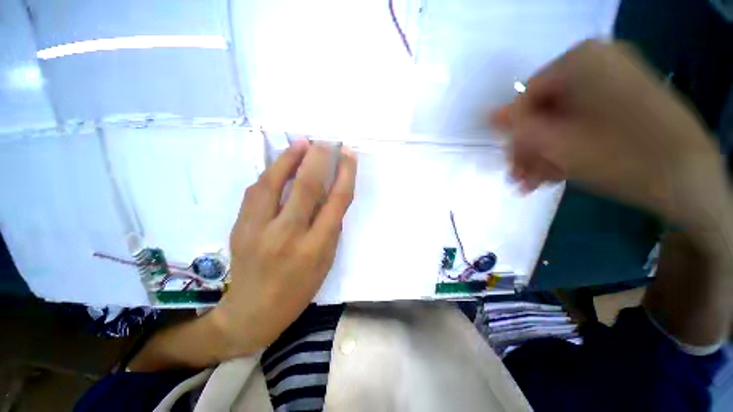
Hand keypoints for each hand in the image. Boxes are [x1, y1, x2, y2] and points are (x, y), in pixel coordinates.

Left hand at [211, 140, 356, 357]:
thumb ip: (330, 227)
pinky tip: (280, 165)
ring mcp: (259, 229)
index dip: (345, 173)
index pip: (336, 201)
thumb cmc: (298, 290)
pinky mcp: (240, 226)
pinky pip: (257, 191)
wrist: (252, 311)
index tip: (349, 155)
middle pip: (306, 187)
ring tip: (302, 144)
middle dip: (319, 158)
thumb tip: (330, 195)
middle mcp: (289, 234)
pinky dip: (271, 174)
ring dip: (289, 159)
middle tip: (326, 141)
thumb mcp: (326, 262)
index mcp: (316, 247)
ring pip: (274, 183)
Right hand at [491, 40, 726, 227]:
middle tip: (518, 177)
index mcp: (580, 60)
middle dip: (529, 148)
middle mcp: (597, 62)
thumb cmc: (618, 154)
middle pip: (545, 109)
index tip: (510, 160)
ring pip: (564, 120)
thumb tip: (490, 116)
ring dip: (544, 154)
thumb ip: (517, 126)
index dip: (515, 131)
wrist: (690, 178)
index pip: (526, 96)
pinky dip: (567, 149)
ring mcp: (615, 81)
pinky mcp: (626, 102)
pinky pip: (584, 124)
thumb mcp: (555, 142)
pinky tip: (554, 174)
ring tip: (531, 184)